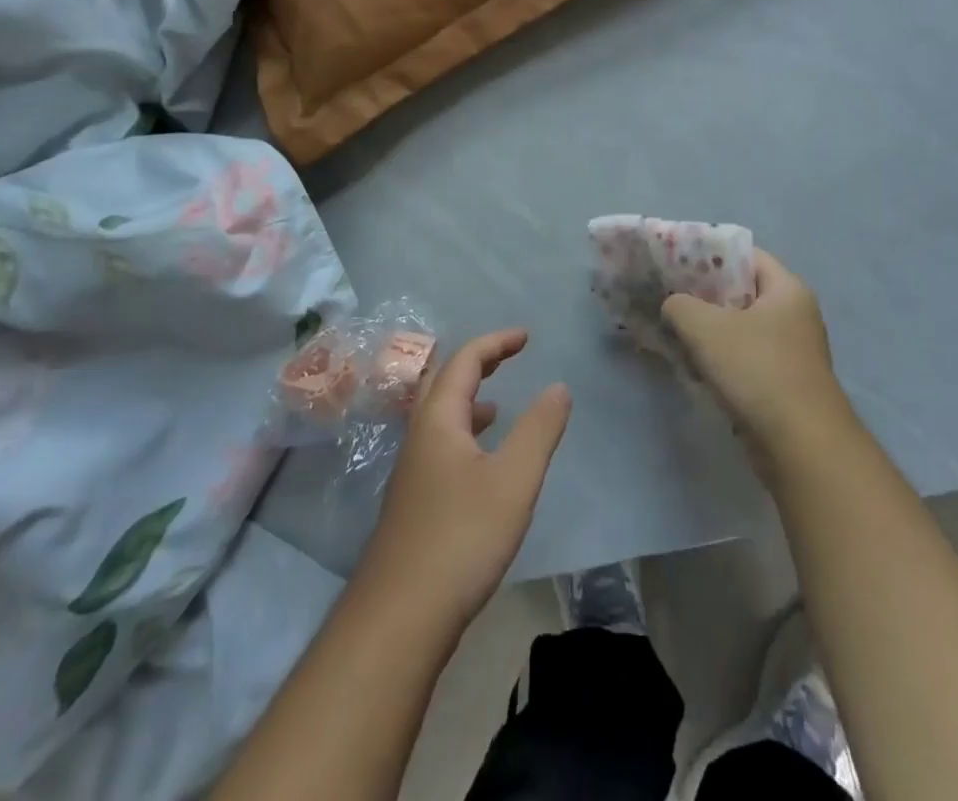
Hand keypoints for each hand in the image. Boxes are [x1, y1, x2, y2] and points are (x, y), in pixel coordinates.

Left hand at [360, 330, 571, 625]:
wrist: (399, 618)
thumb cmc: (461, 538)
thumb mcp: (514, 479)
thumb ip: (539, 429)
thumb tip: (558, 386)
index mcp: (438, 419)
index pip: (465, 360)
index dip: (496, 342)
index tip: (526, 337)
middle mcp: (419, 436)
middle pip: (443, 381)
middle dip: (477, 363)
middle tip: (508, 357)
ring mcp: (411, 472)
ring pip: (438, 417)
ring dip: (468, 399)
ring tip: (497, 404)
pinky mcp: (413, 503)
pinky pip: (439, 446)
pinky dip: (464, 434)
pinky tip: (480, 463)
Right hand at [663, 250, 850, 465]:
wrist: (801, 446)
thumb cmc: (757, 370)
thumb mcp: (706, 328)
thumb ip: (680, 305)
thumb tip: (673, 305)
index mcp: (787, 289)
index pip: (746, 255)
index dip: (709, 254)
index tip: (675, 261)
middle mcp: (794, 314)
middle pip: (741, 291)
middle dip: (703, 294)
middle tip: (667, 294)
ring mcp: (791, 351)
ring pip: (740, 328)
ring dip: (708, 330)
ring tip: (672, 329)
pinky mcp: (782, 383)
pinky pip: (744, 358)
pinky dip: (719, 358)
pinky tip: (691, 364)